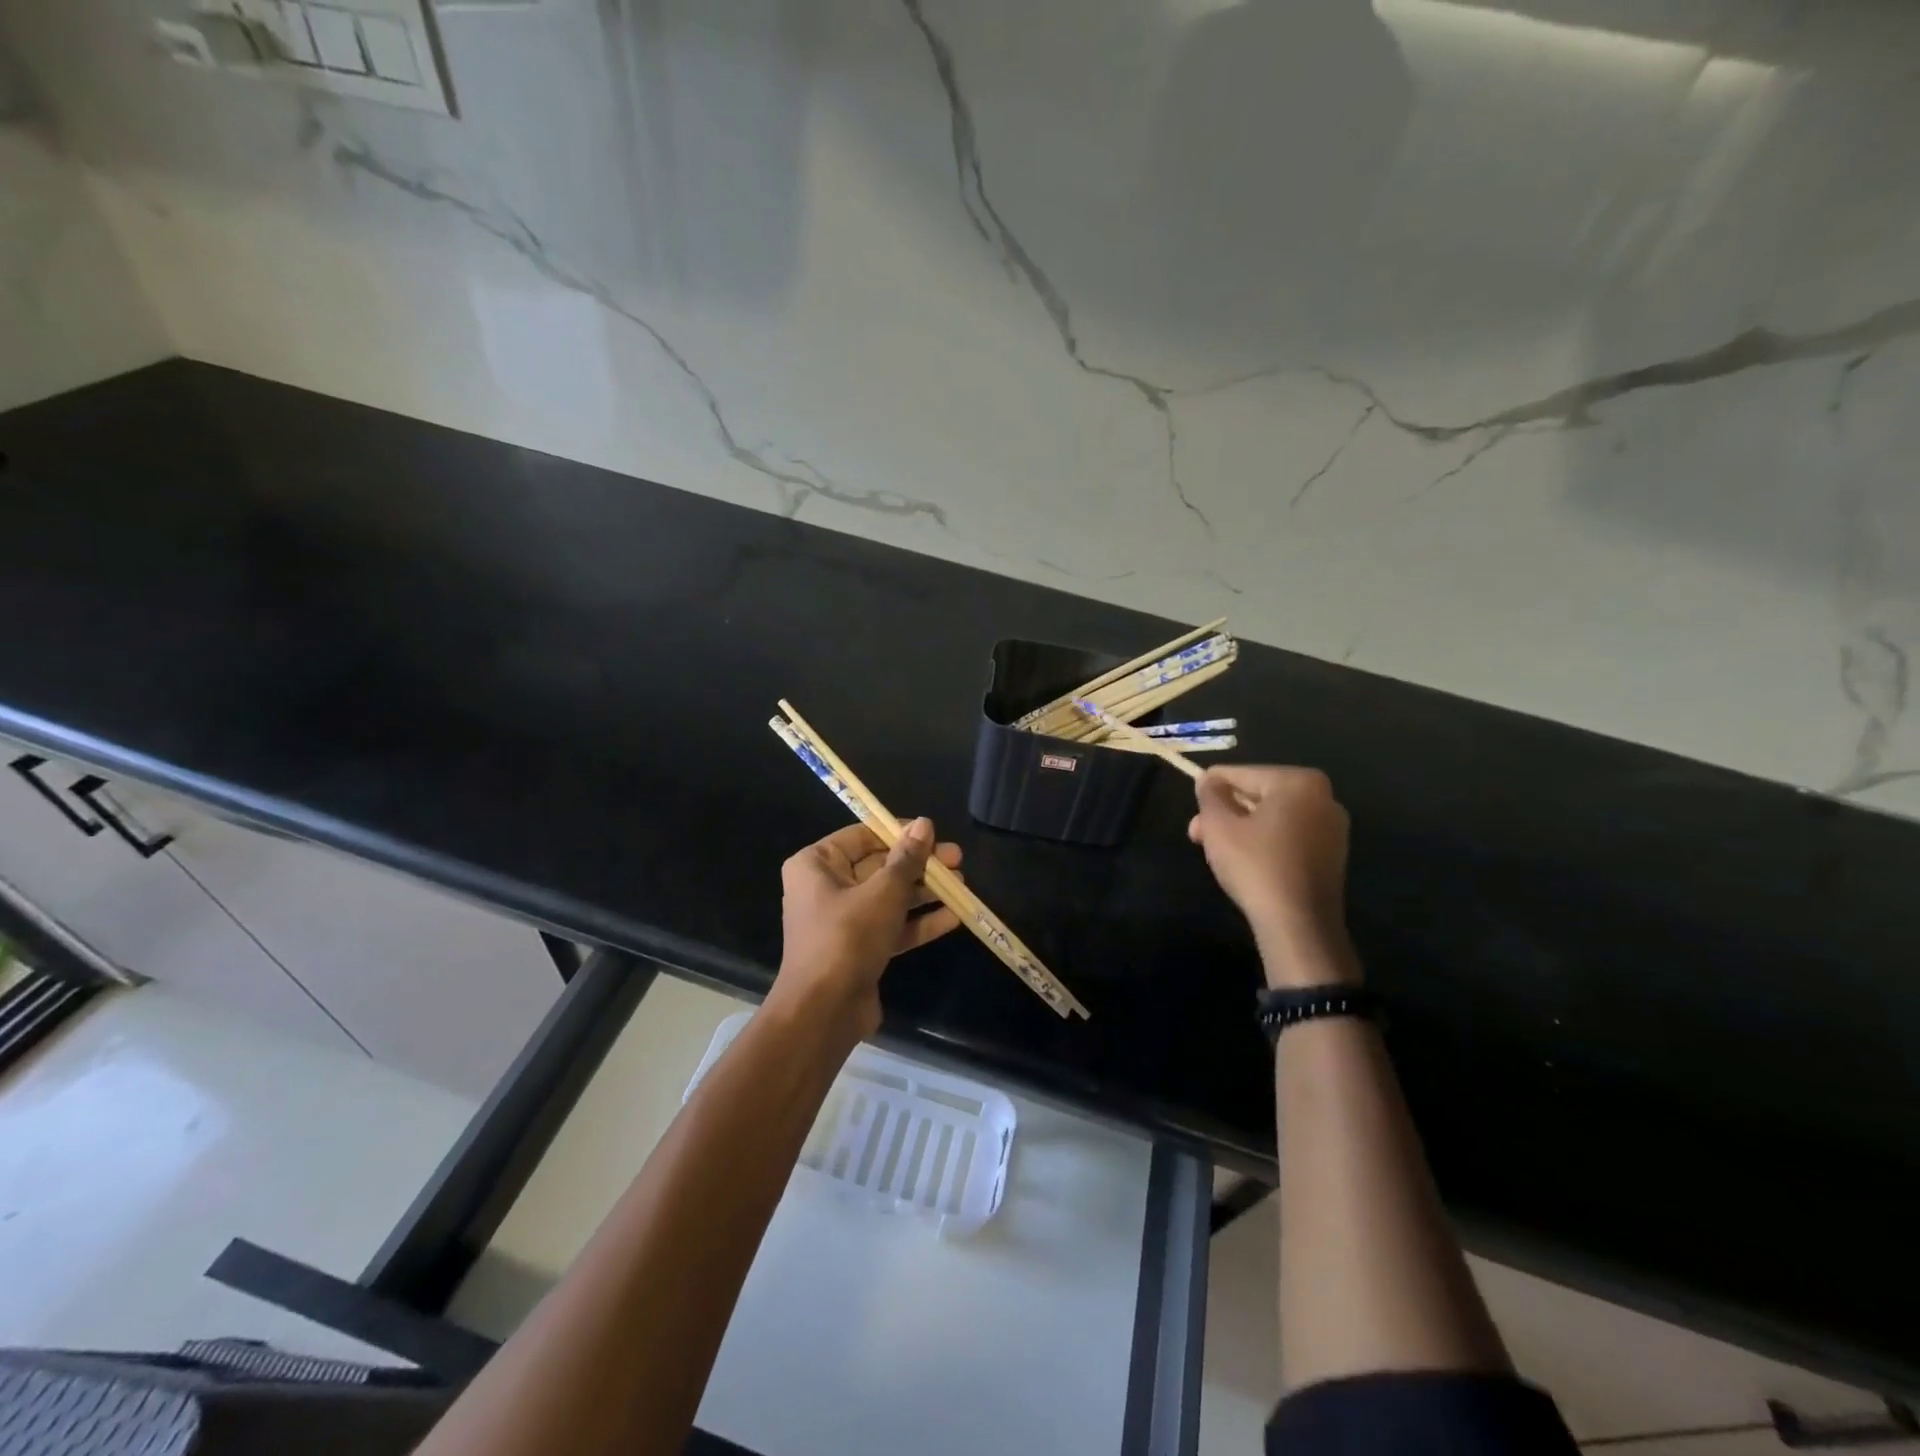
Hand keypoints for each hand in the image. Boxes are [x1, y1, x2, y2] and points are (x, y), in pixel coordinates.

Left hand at [775, 819, 962, 1035]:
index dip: (899, 832)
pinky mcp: (859, 950)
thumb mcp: (883, 892)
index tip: (933, 833)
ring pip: (889, 898)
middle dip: (920, 865)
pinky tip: (954, 916)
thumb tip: (924, 824)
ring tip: (963, 884)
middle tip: (957, 860)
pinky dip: (919, 922)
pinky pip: (892, 927)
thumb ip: (907, 858)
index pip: (862, 836)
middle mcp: (826, 888)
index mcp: (816, 864)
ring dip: (925, 892)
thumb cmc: (847, 937)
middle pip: (880, 867)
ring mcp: (843, 921)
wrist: (824, 1012)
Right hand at [1188, 765, 1358, 986]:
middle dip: (1225, 812)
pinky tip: (1245, 861)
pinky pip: (1290, 836)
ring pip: (1273, 817)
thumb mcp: (1219, 825)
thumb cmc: (1255, 865)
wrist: (1298, 924)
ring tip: (1216, 849)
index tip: (1192, 808)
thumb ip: (1210, 795)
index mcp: (1299, 782)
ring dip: (1242, 828)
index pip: (1241, 774)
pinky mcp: (1332, 855)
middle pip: (1259, 795)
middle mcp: (1323, 797)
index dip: (1210, 788)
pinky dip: (1265, 842)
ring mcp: (1332, 828)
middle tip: (1198, 834)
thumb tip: (1208, 780)